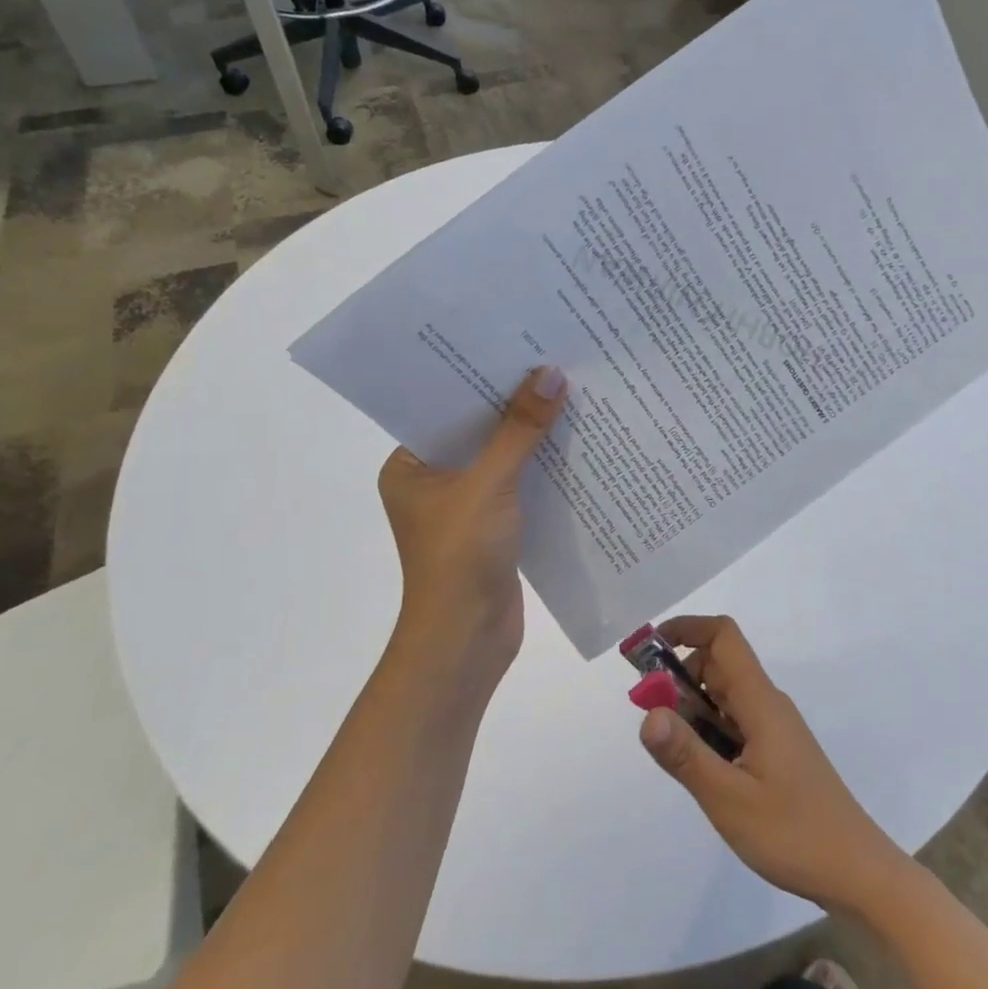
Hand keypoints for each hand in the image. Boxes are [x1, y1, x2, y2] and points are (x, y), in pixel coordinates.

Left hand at [378, 366, 566, 683]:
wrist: (467, 641)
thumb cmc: (460, 556)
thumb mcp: (489, 484)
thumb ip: (520, 430)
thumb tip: (551, 374)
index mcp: (410, 466)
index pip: (447, 408)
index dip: (483, 378)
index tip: (520, 346)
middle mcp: (434, 480)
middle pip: (479, 430)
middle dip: (515, 404)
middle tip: (554, 362)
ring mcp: (465, 505)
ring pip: (503, 457)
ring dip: (533, 435)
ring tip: (573, 392)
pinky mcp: (494, 526)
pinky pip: (520, 483)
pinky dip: (543, 467)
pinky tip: (577, 443)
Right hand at [637, 615, 913, 916]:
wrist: (856, 872)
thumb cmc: (793, 833)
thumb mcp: (728, 799)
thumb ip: (685, 754)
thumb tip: (647, 713)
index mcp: (759, 701)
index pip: (723, 636)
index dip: (686, 629)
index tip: (649, 653)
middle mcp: (767, 704)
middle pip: (718, 665)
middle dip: (679, 679)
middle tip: (654, 721)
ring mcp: (774, 728)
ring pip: (724, 697)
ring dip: (693, 710)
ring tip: (677, 756)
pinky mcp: (776, 751)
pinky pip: (734, 723)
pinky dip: (709, 733)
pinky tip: (704, 773)